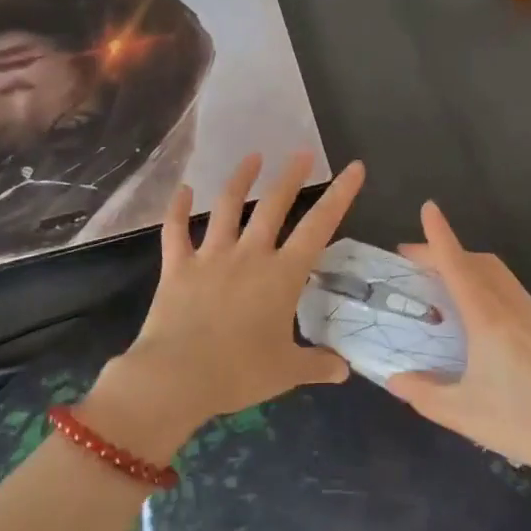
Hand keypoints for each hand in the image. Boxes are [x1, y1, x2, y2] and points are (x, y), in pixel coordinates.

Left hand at [87, 152, 364, 458]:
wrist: (176, 378)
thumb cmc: (239, 373)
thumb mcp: (287, 372)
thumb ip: (318, 364)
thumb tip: (343, 369)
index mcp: (282, 275)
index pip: (319, 226)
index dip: (340, 195)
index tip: (354, 168)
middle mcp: (250, 255)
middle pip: (274, 205)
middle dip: (291, 176)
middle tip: (302, 153)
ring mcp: (211, 257)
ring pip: (228, 207)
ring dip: (241, 179)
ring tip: (252, 157)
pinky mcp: (178, 267)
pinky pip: (176, 231)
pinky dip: (177, 209)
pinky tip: (183, 189)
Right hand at [386, 202, 530, 482]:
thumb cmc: (530, 422)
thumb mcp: (467, 415)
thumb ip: (425, 394)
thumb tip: (394, 378)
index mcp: (488, 319)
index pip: (457, 265)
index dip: (439, 235)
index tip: (428, 207)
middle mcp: (511, 306)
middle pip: (476, 261)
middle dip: (444, 251)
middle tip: (412, 261)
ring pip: (495, 272)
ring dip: (465, 264)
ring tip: (439, 282)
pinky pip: (508, 287)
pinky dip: (483, 280)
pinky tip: (475, 310)